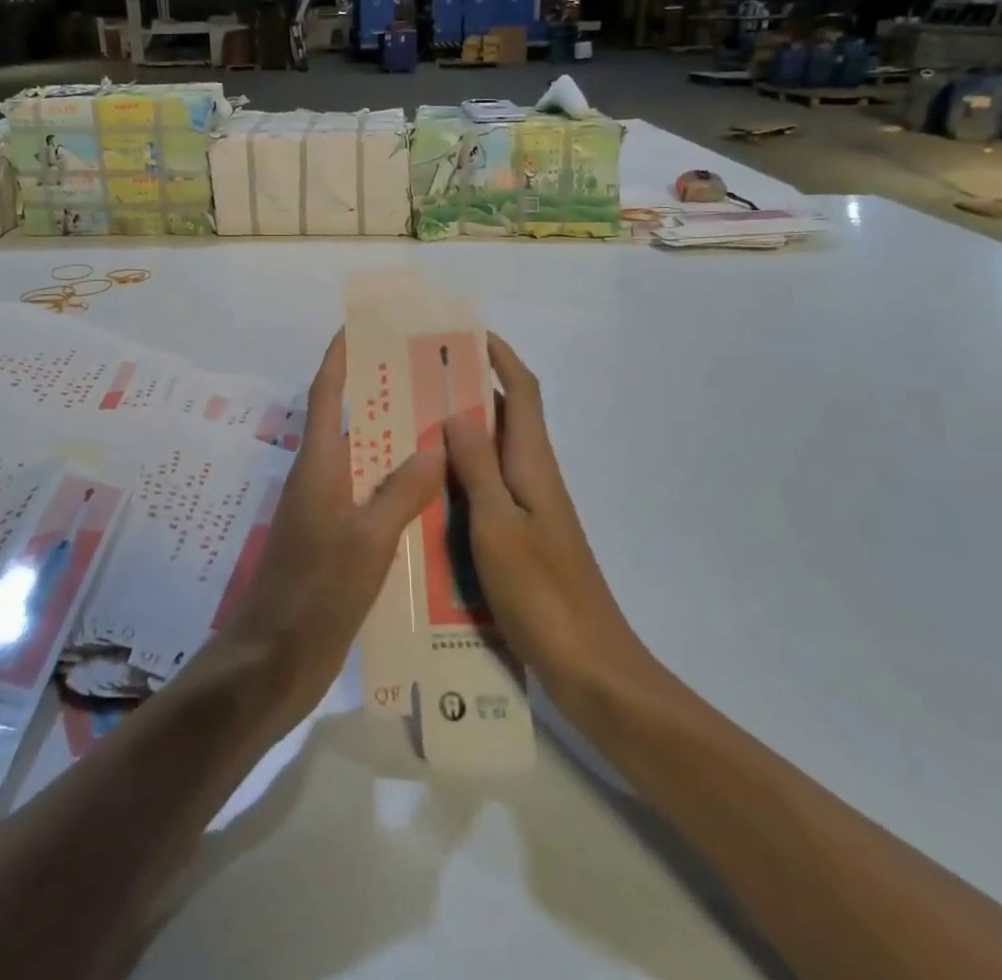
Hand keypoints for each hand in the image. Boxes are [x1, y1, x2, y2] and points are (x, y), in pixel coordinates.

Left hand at [219, 332, 445, 726]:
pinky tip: (433, 496)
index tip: (361, 324)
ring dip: (394, 443)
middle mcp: (320, 479)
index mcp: (319, 465)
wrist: (274, 661)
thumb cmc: (315, 593)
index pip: (327, 394)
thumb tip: (435, 445)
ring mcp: (325, 512)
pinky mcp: (334, 543)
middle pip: (350, 422)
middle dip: (382, 394)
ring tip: (442, 426)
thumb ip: (402, 492)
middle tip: (429, 375)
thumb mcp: (367, 541)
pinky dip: (397, 488)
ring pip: (364, 462)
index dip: (341, 356)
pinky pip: (370, 499)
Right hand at [443, 333, 649, 703]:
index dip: (501, 357)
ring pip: (493, 455)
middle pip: (506, 418)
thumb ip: (477, 468)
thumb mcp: (498, 526)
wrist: (591, 668)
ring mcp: (531, 510)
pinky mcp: (524, 538)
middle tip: (418, 381)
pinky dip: (462, 477)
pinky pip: (488, 490)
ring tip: (411, 427)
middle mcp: (535, 478)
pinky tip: (428, 492)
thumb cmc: (543, 593)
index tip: (467, 334)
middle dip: (470, 391)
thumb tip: (456, 412)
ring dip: (461, 435)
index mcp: (533, 464)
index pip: (522, 392)